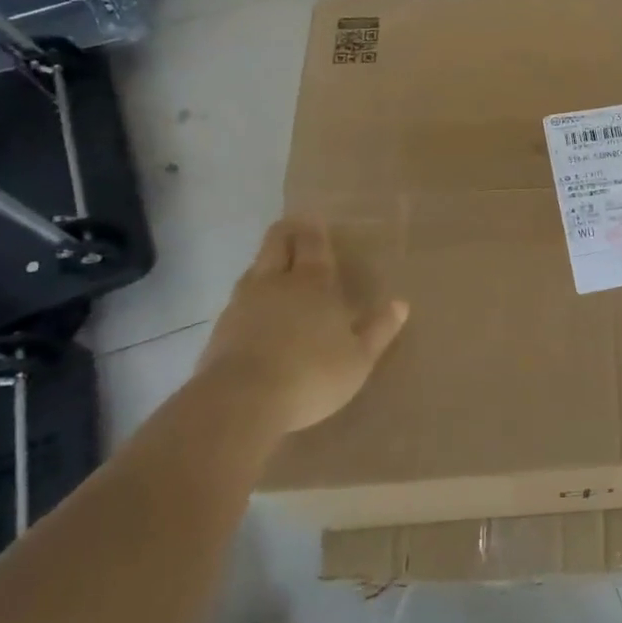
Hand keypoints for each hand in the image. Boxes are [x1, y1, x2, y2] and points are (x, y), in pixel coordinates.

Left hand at [201, 219, 408, 432]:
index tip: (314, 218)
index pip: (311, 242)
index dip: (313, 228)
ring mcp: (242, 303)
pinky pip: (238, 300)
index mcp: (314, 283)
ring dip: (266, 263)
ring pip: (254, 268)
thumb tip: (401, 304)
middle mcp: (276, 283)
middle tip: (295, 229)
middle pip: (276, 243)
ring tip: (277, 269)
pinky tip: (256, 312)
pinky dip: (250, 297)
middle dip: (286, 233)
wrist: (240, 403)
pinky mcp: (220, 329)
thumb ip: (379, 330)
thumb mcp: (358, 359)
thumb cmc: (312, 375)